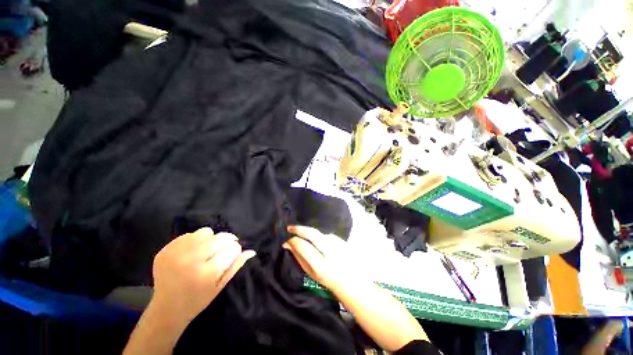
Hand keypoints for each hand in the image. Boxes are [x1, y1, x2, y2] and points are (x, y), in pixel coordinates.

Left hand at [151, 227, 255, 323]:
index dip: (235, 249)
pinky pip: (188, 235)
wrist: (166, 309)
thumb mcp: (221, 285)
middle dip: (227, 240)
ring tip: (207, 250)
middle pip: (219, 238)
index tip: (233, 254)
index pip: (232, 248)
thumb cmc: (198, 299)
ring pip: (205, 232)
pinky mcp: (165, 251)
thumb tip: (251, 251)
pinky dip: (195, 241)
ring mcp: (176, 255)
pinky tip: (192, 252)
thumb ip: (236, 266)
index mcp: (207, 273)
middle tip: (223, 249)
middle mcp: (191, 261)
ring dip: (211, 239)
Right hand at [283, 225, 353, 288]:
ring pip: (320, 233)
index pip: (303, 246)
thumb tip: (287, 244)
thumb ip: (299, 257)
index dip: (293, 241)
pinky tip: (323, 244)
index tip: (286, 240)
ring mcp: (339, 244)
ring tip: (308, 241)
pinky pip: (328, 235)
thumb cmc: (328, 280)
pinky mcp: (344, 240)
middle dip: (299, 229)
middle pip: (312, 233)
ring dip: (311, 234)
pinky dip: (321, 237)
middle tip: (290, 228)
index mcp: (321, 265)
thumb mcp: (311, 273)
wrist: (352, 281)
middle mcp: (331, 252)